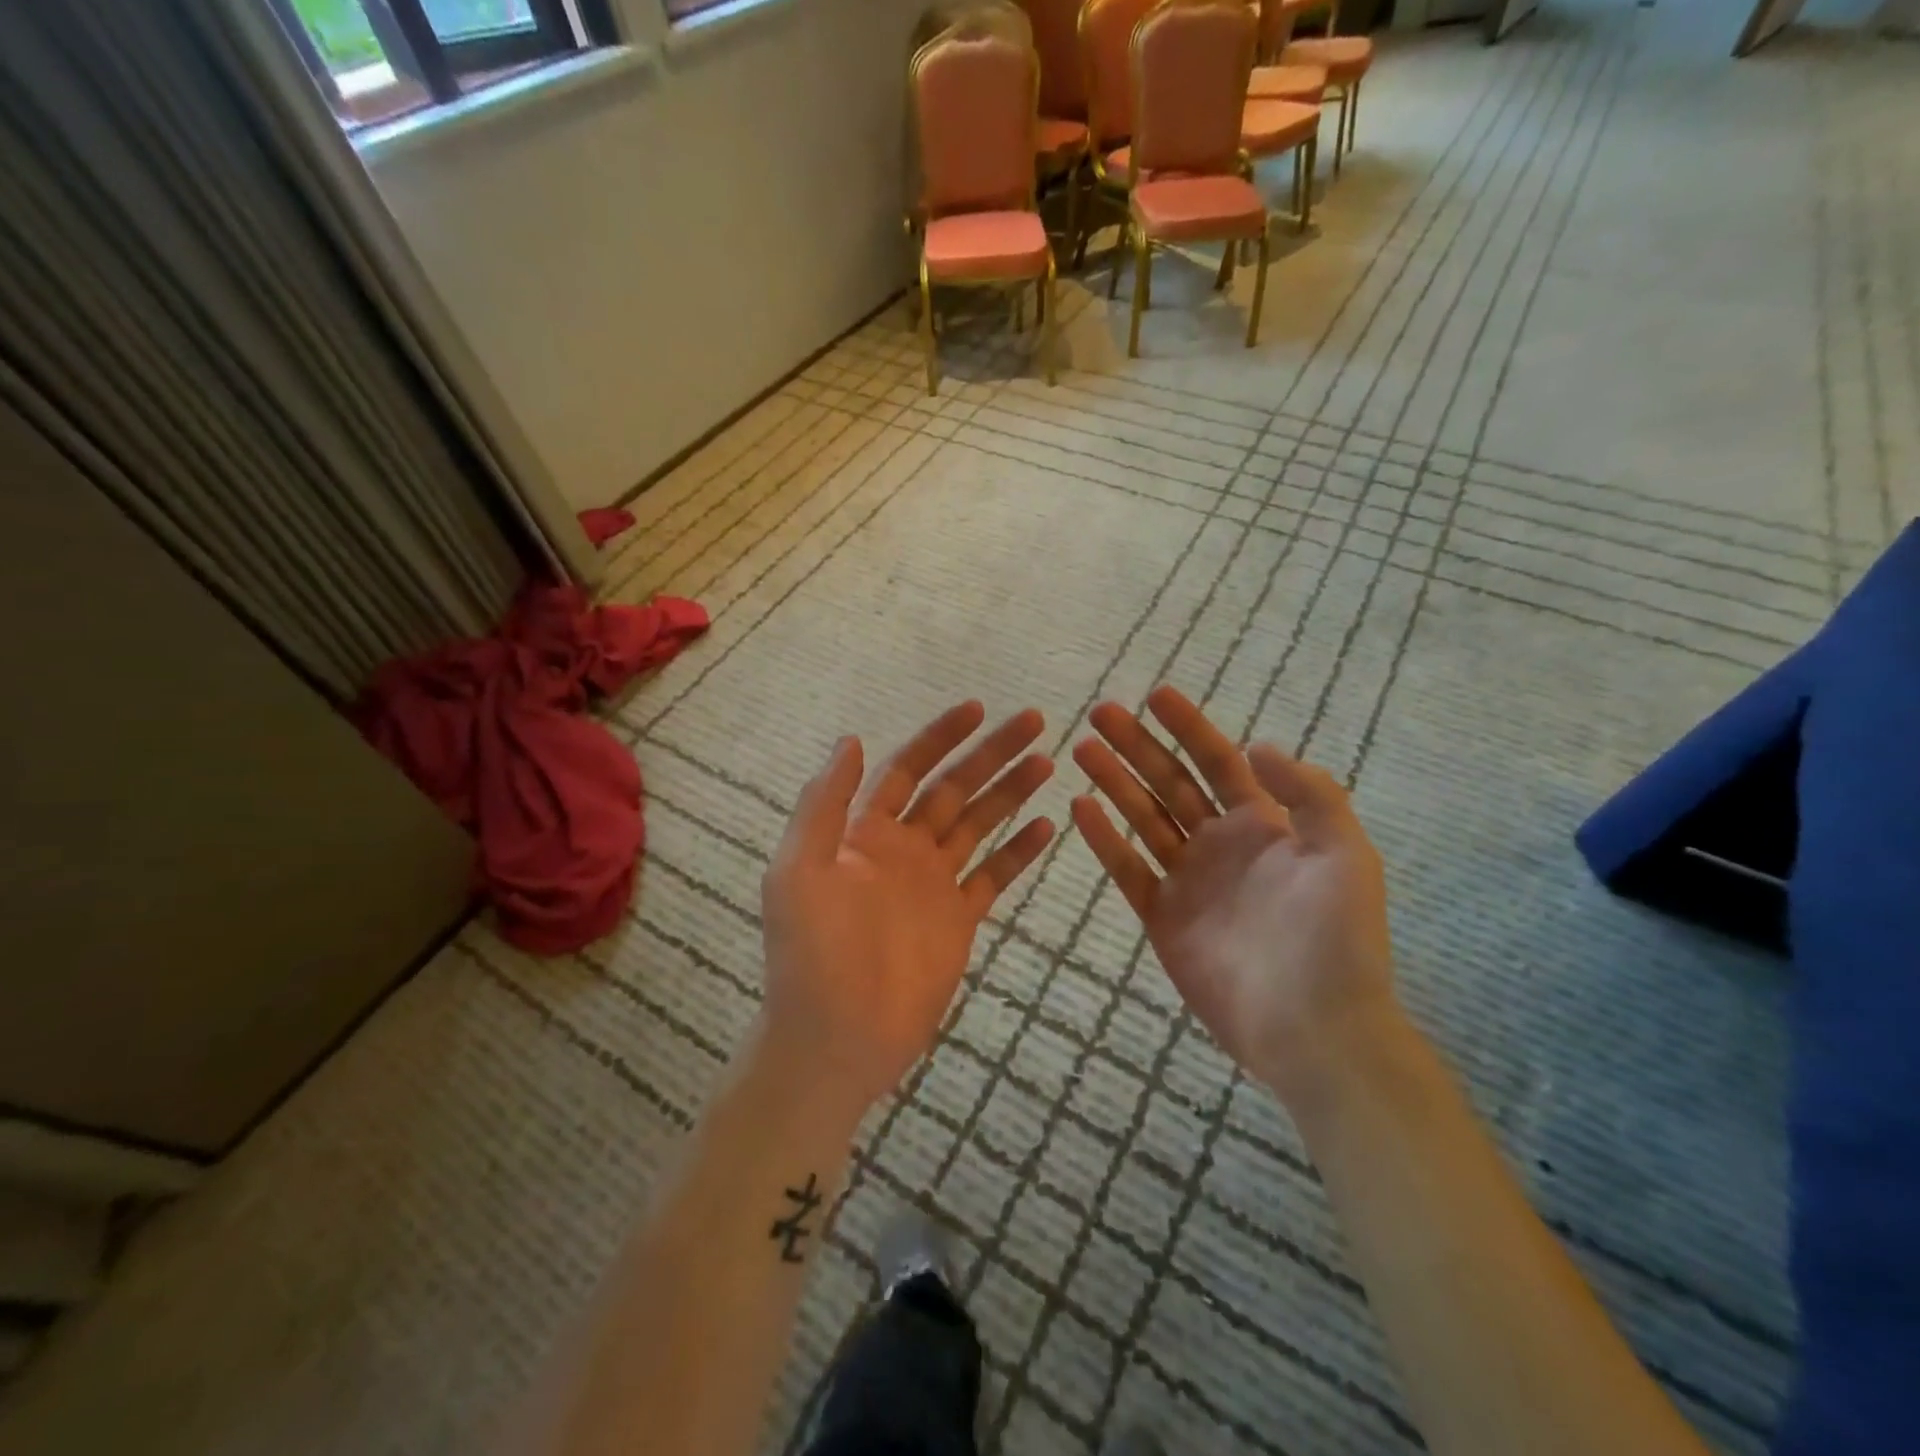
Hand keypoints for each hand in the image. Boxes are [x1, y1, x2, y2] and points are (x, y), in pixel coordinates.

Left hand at [757, 702, 1055, 1123]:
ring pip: (979, 824)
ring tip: (1047, 762)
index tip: (977, 709)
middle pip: (954, 787)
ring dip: (1011, 792)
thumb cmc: (811, 953)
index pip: (908, 769)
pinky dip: (1019, 851)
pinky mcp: (959, 919)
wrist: (836, 1036)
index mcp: (865, 832)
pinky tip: (1047, 826)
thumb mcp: (798, 871)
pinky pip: (994, 875)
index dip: (939, 737)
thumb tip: (849, 740)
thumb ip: (824, 805)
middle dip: (991, 753)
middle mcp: (904, 848)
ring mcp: (934, 883)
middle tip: (1033, 721)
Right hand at [1070, 686, 1395, 1107]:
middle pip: (1170, 782)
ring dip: (1114, 781)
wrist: (1314, 1028)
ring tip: (1082, 749)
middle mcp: (1220, 844)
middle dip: (1137, 745)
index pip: (1218, 762)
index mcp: (1263, 825)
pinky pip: (1128, 869)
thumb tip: (1256, 745)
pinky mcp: (1163, 917)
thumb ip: (1308, 794)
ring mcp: (1188, 880)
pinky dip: (1104, 839)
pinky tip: (1080, 807)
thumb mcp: (1345, 854)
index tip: (1155, 695)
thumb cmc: (1336, 938)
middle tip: (1100, 713)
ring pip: (1142, 817)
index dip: (1189, 727)